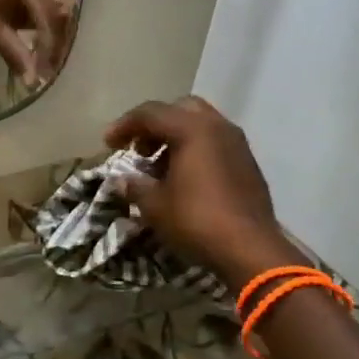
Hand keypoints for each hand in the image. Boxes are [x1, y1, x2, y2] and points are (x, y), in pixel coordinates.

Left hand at [0, 0, 76, 86]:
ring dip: (64, 43)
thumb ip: (12, 52)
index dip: (50, 51)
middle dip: (63, 48)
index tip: (44, 74)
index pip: (51, 24)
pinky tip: (51, 54)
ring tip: (52, 66)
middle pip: (68, 21)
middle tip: (53, 72)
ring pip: (70, 20)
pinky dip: (60, 36)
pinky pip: (65, 17)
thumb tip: (31, 80)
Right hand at [105, 97, 301, 283]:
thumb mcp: (154, 205)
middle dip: (154, 125)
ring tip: (158, 168)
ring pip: (200, 125)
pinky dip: (194, 150)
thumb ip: (135, 186)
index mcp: (191, 129)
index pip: (150, 113)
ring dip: (175, 138)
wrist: (250, 249)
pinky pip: (215, 143)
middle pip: (179, 109)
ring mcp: (237, 144)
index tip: (108, 145)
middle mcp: (217, 127)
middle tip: (138, 149)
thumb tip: (122, 180)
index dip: (124, 125)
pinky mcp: (247, 163)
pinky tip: (184, 179)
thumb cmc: (196, 221)